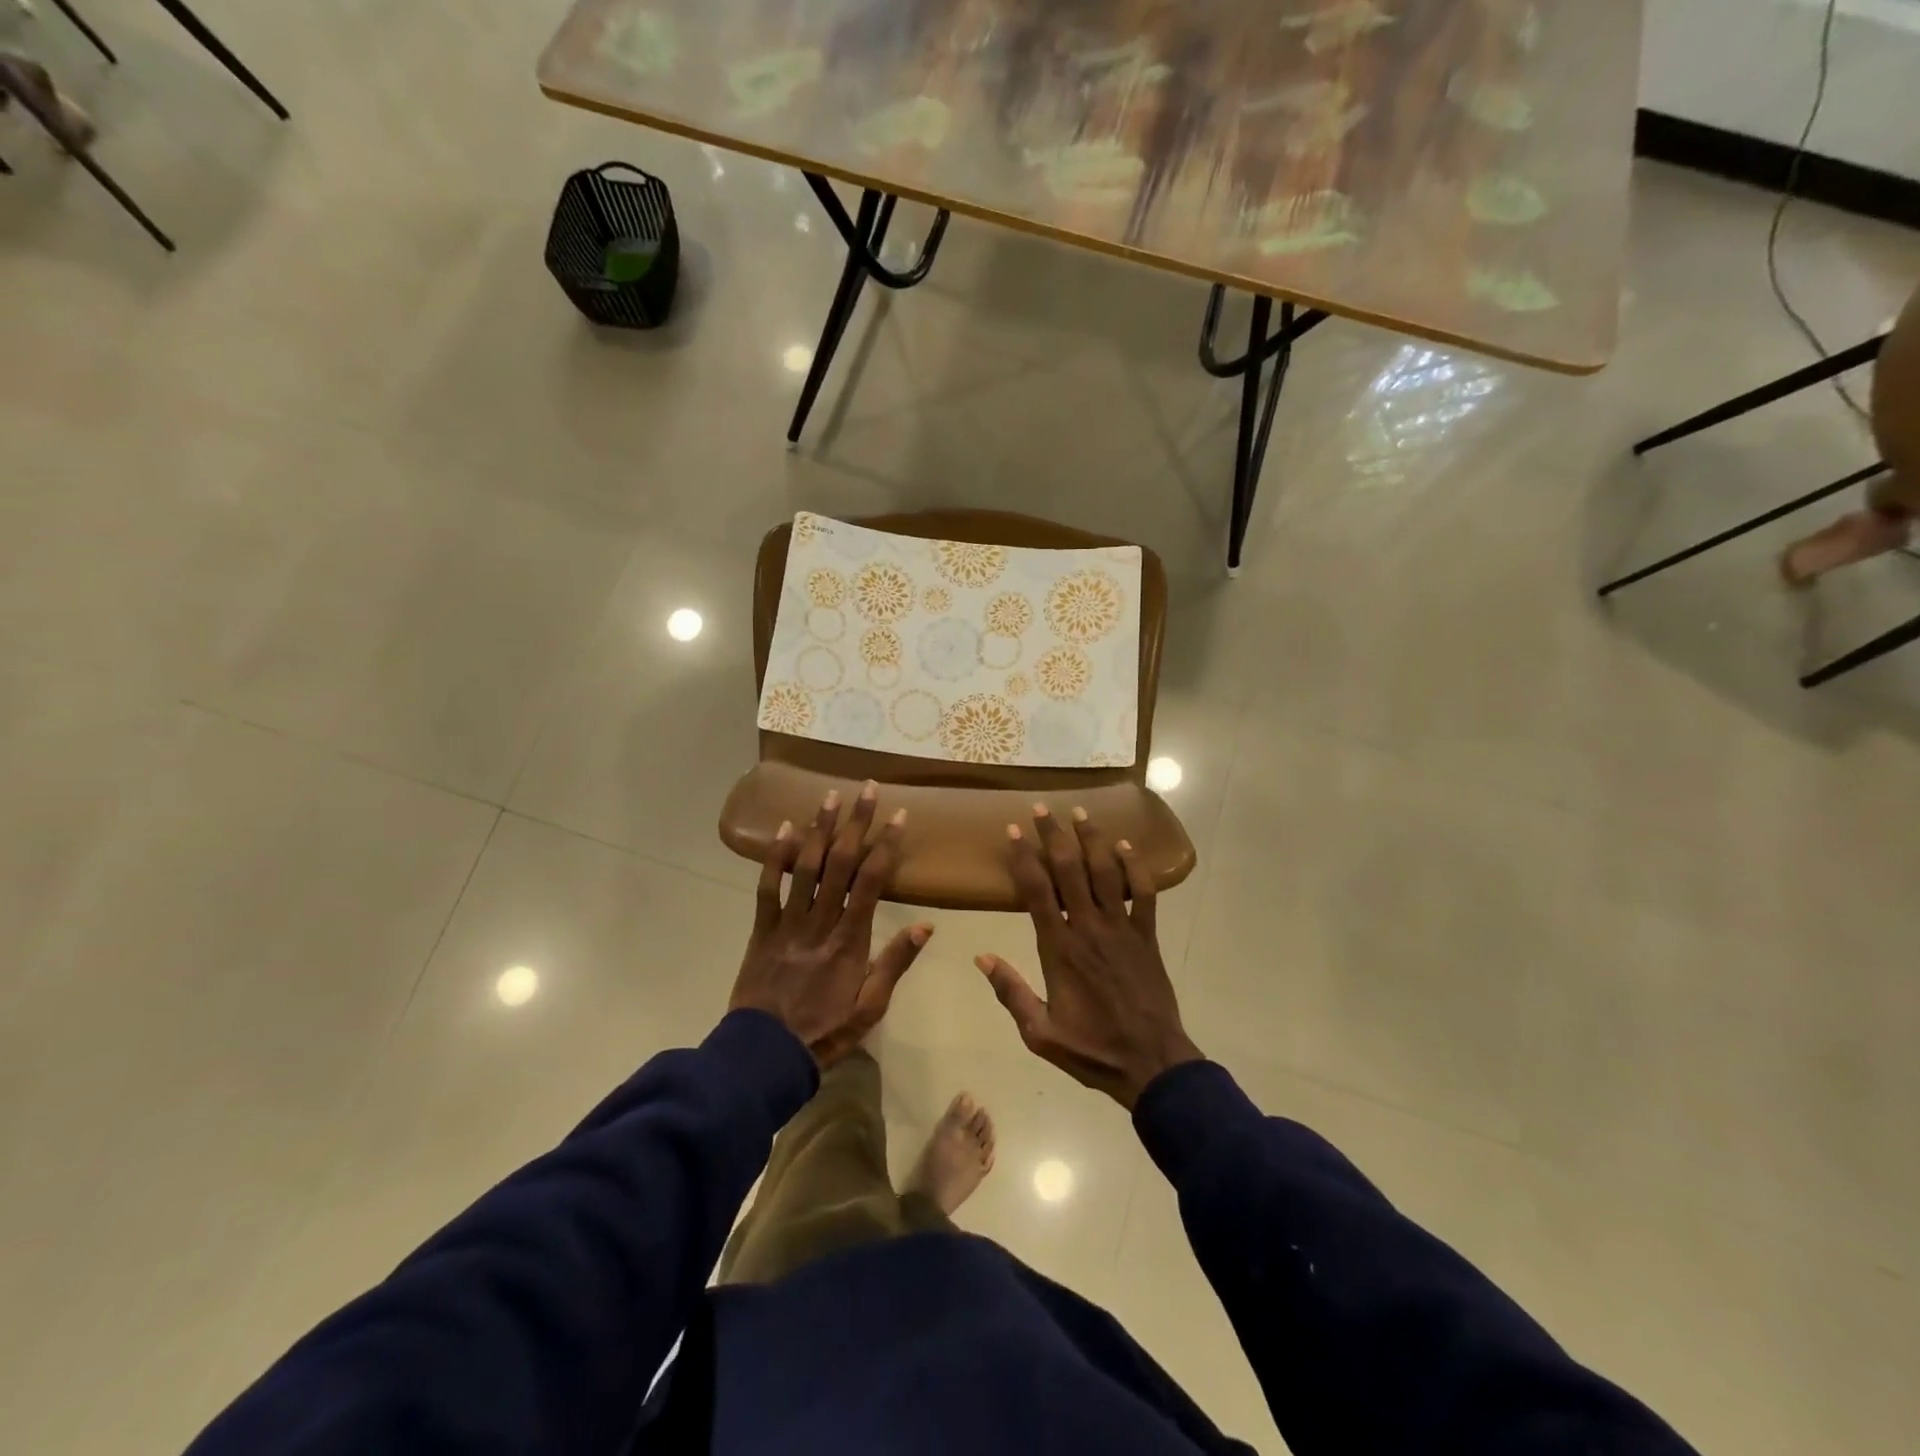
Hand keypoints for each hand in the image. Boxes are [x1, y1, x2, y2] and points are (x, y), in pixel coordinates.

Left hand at [730, 783, 931, 1067]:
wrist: (766, 1054)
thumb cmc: (826, 1031)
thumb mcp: (871, 1006)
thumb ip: (896, 963)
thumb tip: (927, 925)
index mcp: (851, 940)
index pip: (872, 882)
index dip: (886, 846)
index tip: (898, 816)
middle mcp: (820, 922)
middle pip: (840, 863)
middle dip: (856, 823)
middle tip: (867, 789)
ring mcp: (788, 923)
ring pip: (805, 867)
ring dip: (818, 829)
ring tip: (830, 796)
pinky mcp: (763, 929)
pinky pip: (768, 887)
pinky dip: (775, 857)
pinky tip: (784, 829)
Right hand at [976, 805, 1201, 1109]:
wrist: (1151, 1063)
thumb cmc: (1091, 1049)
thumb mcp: (1040, 1033)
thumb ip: (1011, 993)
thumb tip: (981, 958)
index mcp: (1059, 949)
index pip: (1036, 892)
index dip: (1023, 858)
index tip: (1013, 832)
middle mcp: (1089, 928)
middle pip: (1070, 870)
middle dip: (1054, 835)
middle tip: (1042, 808)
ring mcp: (1122, 929)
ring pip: (1106, 872)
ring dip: (1092, 839)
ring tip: (1080, 811)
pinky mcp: (1147, 936)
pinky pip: (1143, 893)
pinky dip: (1135, 866)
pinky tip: (1125, 845)